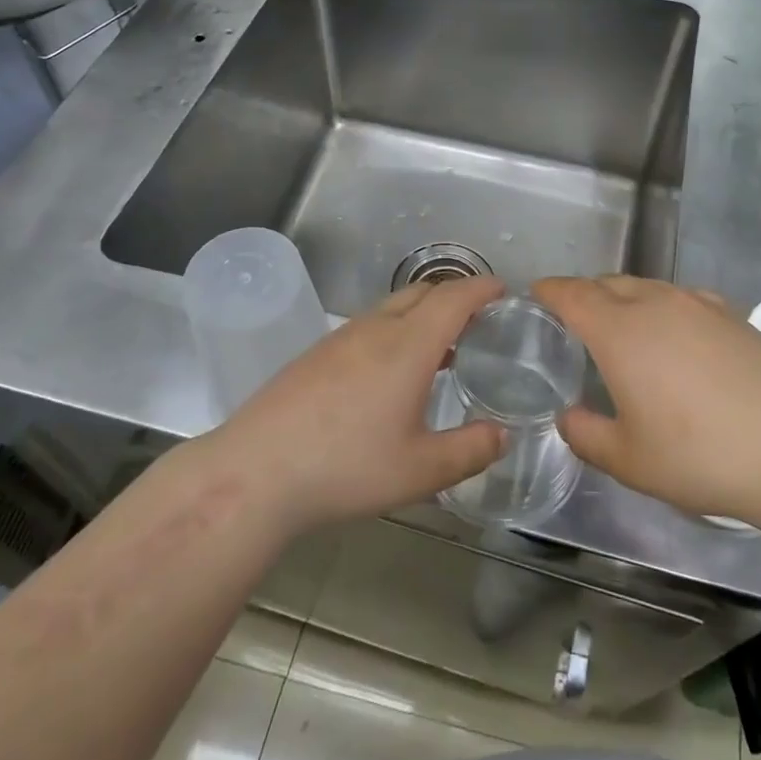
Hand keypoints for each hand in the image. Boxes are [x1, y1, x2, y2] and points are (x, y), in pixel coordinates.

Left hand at [212, 275, 506, 534]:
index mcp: (408, 345)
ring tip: (442, 349)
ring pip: (393, 308)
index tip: (504, 290)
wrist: (256, 471)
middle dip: (456, 296)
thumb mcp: (420, 471)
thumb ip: (470, 451)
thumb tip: (502, 435)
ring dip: (424, 315)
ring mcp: (341, 338)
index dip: (482, 288)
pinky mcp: (317, 354)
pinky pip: (369, 325)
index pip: (454, 297)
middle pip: (423, 293)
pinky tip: (392, 372)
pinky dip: (396, 331)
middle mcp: (376, 328)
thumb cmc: (347, 467)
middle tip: (480, 321)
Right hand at [532, 275, 760, 525]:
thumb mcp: (629, 460)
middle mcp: (654, 303)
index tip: (536, 293)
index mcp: (619, 331)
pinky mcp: (731, 313)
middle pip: (608, 283)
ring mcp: (696, 303)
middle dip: (584, 294)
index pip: (572, 294)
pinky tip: (674, 336)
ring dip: (624, 297)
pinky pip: (680, 297)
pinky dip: (661, 306)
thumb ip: (586, 435)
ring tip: (623, 328)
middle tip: (574, 320)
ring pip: (646, 286)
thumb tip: (570, 417)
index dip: (550, 290)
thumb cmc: (699, 454)